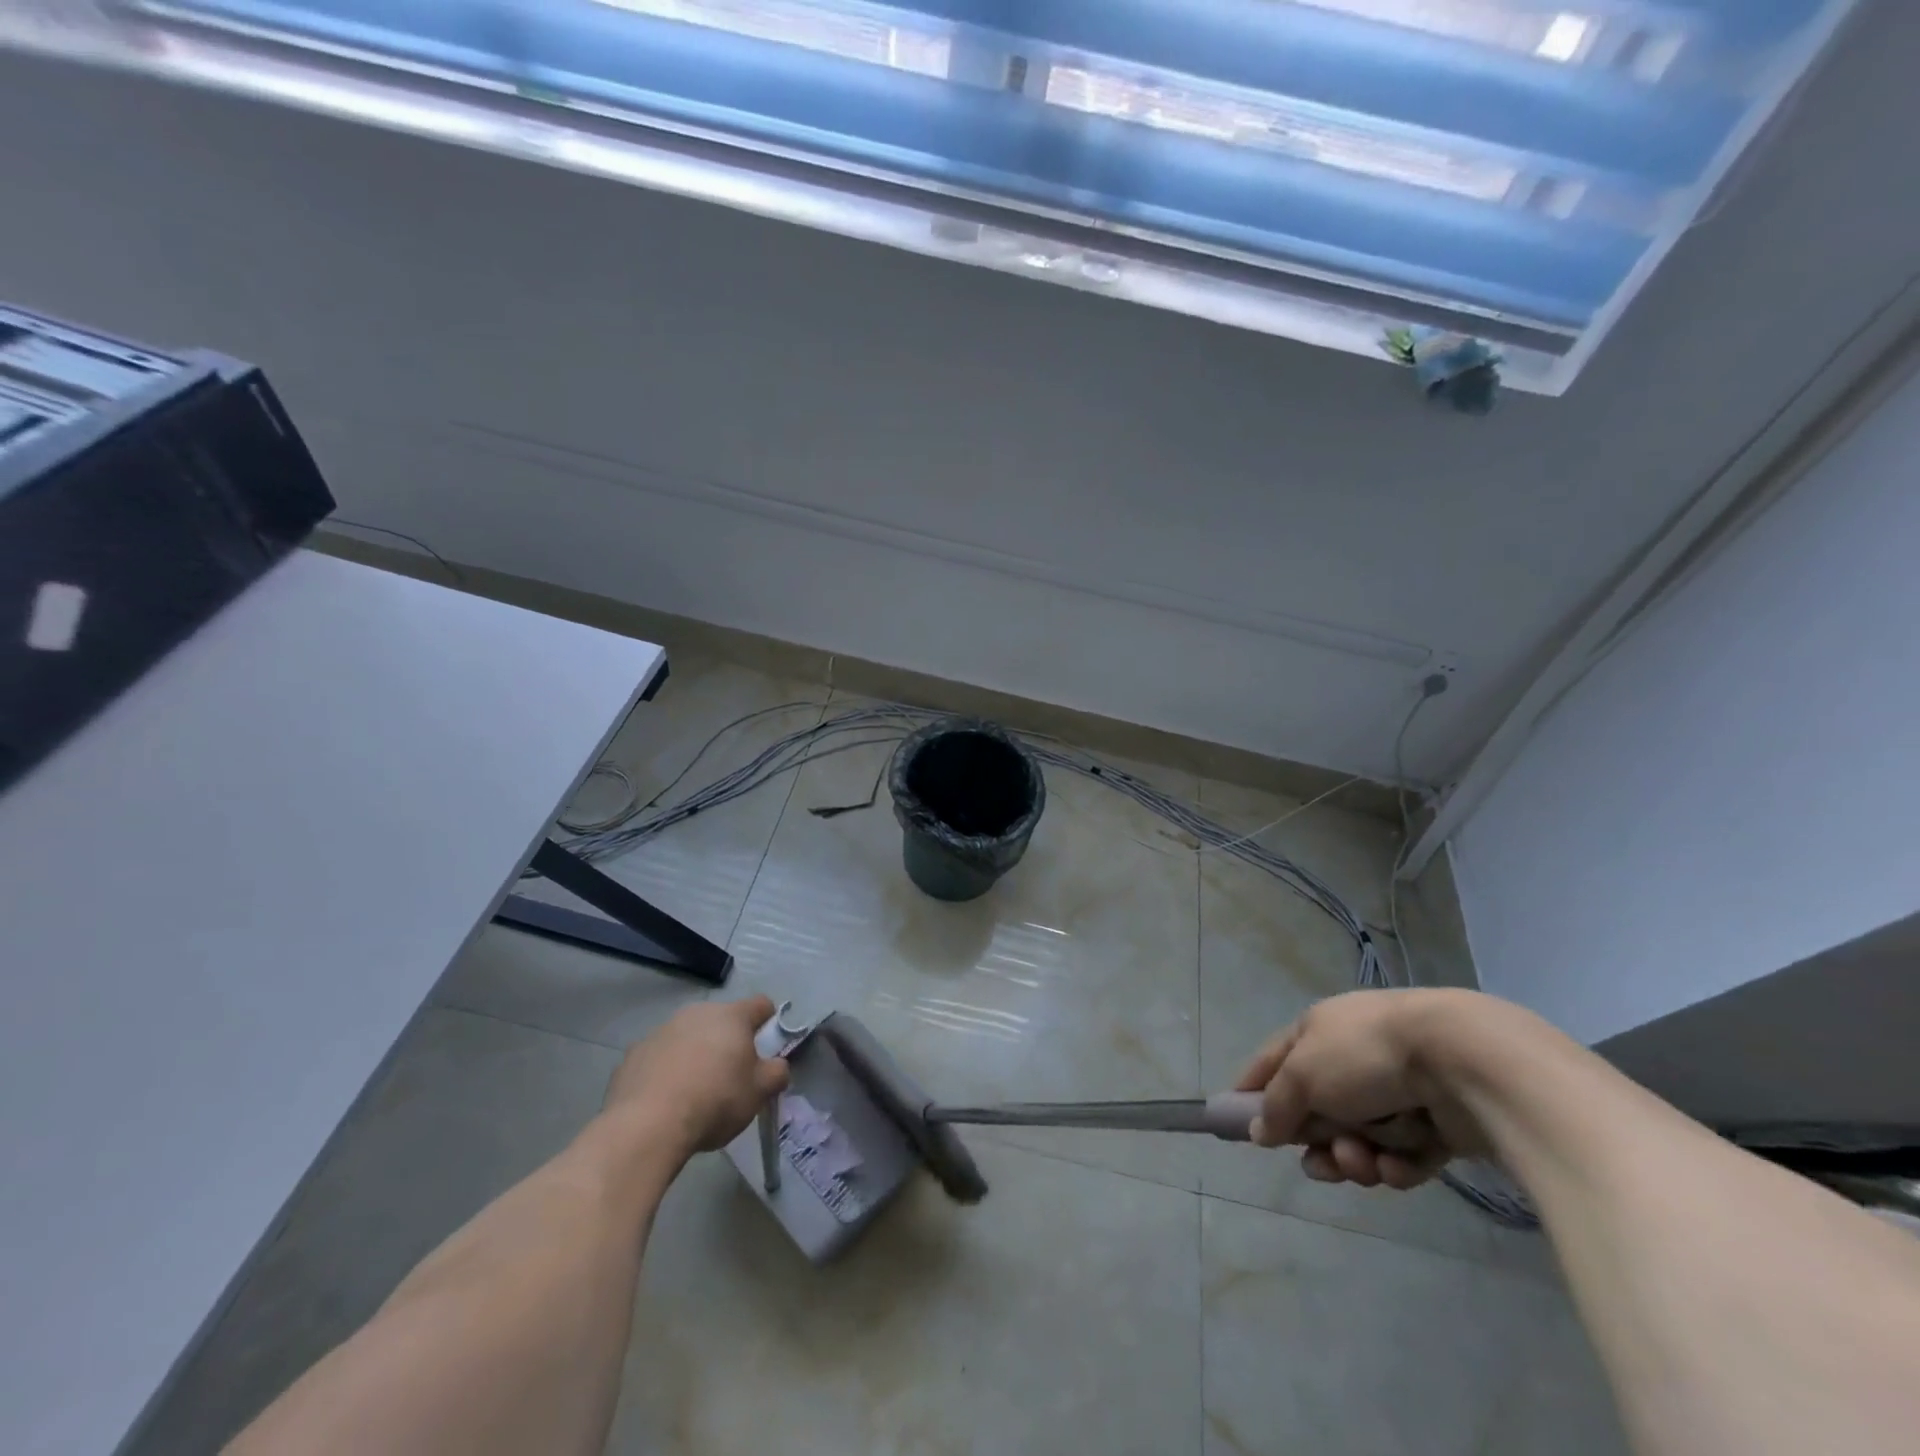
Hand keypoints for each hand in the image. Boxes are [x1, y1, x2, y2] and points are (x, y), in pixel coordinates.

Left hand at [604, 995, 790, 1156]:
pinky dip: (666, 1071)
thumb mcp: (759, 1092)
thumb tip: (778, 1066)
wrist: (647, 1126)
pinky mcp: (633, 1054)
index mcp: (732, 1016)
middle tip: (731, 1077)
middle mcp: (697, 1013)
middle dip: (729, 1042)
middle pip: (722, 1021)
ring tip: (694, 1092)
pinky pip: (659, 1057)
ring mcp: (661, 1030)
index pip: (761, 1005)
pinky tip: (665, 1100)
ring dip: (696, 1054)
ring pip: (688, 1037)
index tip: (766, 1049)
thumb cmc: (715, 1101)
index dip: (768, 1023)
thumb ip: (777, 1073)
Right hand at [1235, 989, 1485, 1189]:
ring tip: (1363, 1162)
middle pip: (1319, 1111)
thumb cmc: (1364, 1056)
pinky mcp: (1435, 1123)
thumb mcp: (1303, 1075)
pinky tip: (1398, 1165)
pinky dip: (1396, 1164)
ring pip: (1360, 1138)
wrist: (1459, 1063)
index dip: (1253, 1087)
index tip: (1235, 1120)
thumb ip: (1276, 1105)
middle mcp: (1352, 1057)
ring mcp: (1396, 1090)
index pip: (1273, 1060)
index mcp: (1318, 1031)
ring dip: (1355, 1157)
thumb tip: (1256, 1130)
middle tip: (1320, 1164)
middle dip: (1318, 1142)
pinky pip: (1401, 1155)